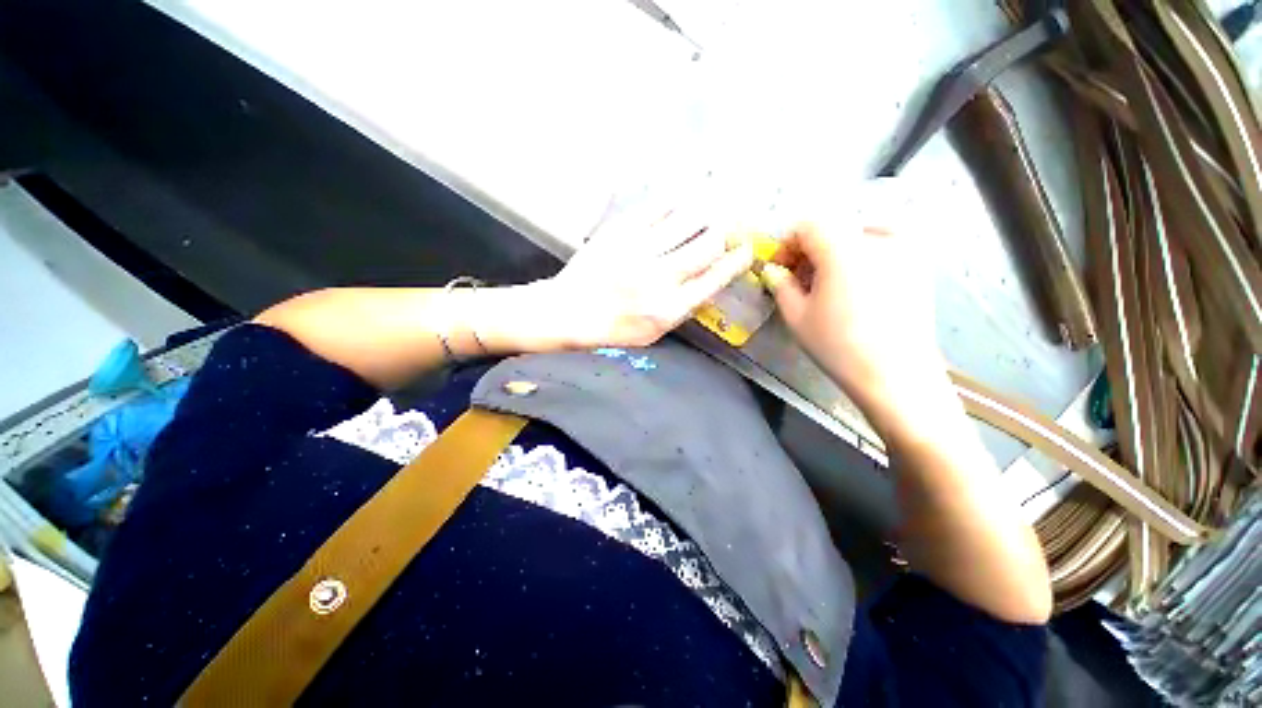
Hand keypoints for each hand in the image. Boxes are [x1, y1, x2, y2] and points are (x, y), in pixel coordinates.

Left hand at [533, 207, 754, 348]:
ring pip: (688, 220)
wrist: (567, 312)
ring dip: (707, 211)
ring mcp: (639, 250)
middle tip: (733, 223)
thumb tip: (709, 279)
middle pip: (708, 244)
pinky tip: (683, 199)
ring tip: (714, 206)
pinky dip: (676, 201)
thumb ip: (682, 308)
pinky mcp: (620, 231)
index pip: (715, 277)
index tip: (747, 249)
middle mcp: (659, 277)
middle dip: (727, 231)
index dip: (737, 260)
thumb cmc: (613, 329)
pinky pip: (657, 208)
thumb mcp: (653, 333)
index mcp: (669, 308)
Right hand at [760, 219, 943, 420]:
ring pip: (856, 236)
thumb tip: (773, 270)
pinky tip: (854, 288)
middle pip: (833, 229)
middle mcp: (878, 239)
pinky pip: (881, 247)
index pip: (808, 226)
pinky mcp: (919, 265)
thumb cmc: (838, 346)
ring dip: (833, 254)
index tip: (780, 268)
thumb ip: (780, 285)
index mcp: (844, 249)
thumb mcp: (797, 315)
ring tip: (827, 286)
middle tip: (799, 281)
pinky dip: (859, 258)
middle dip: (809, 251)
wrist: (896, 375)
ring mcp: (905, 250)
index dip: (787, 244)